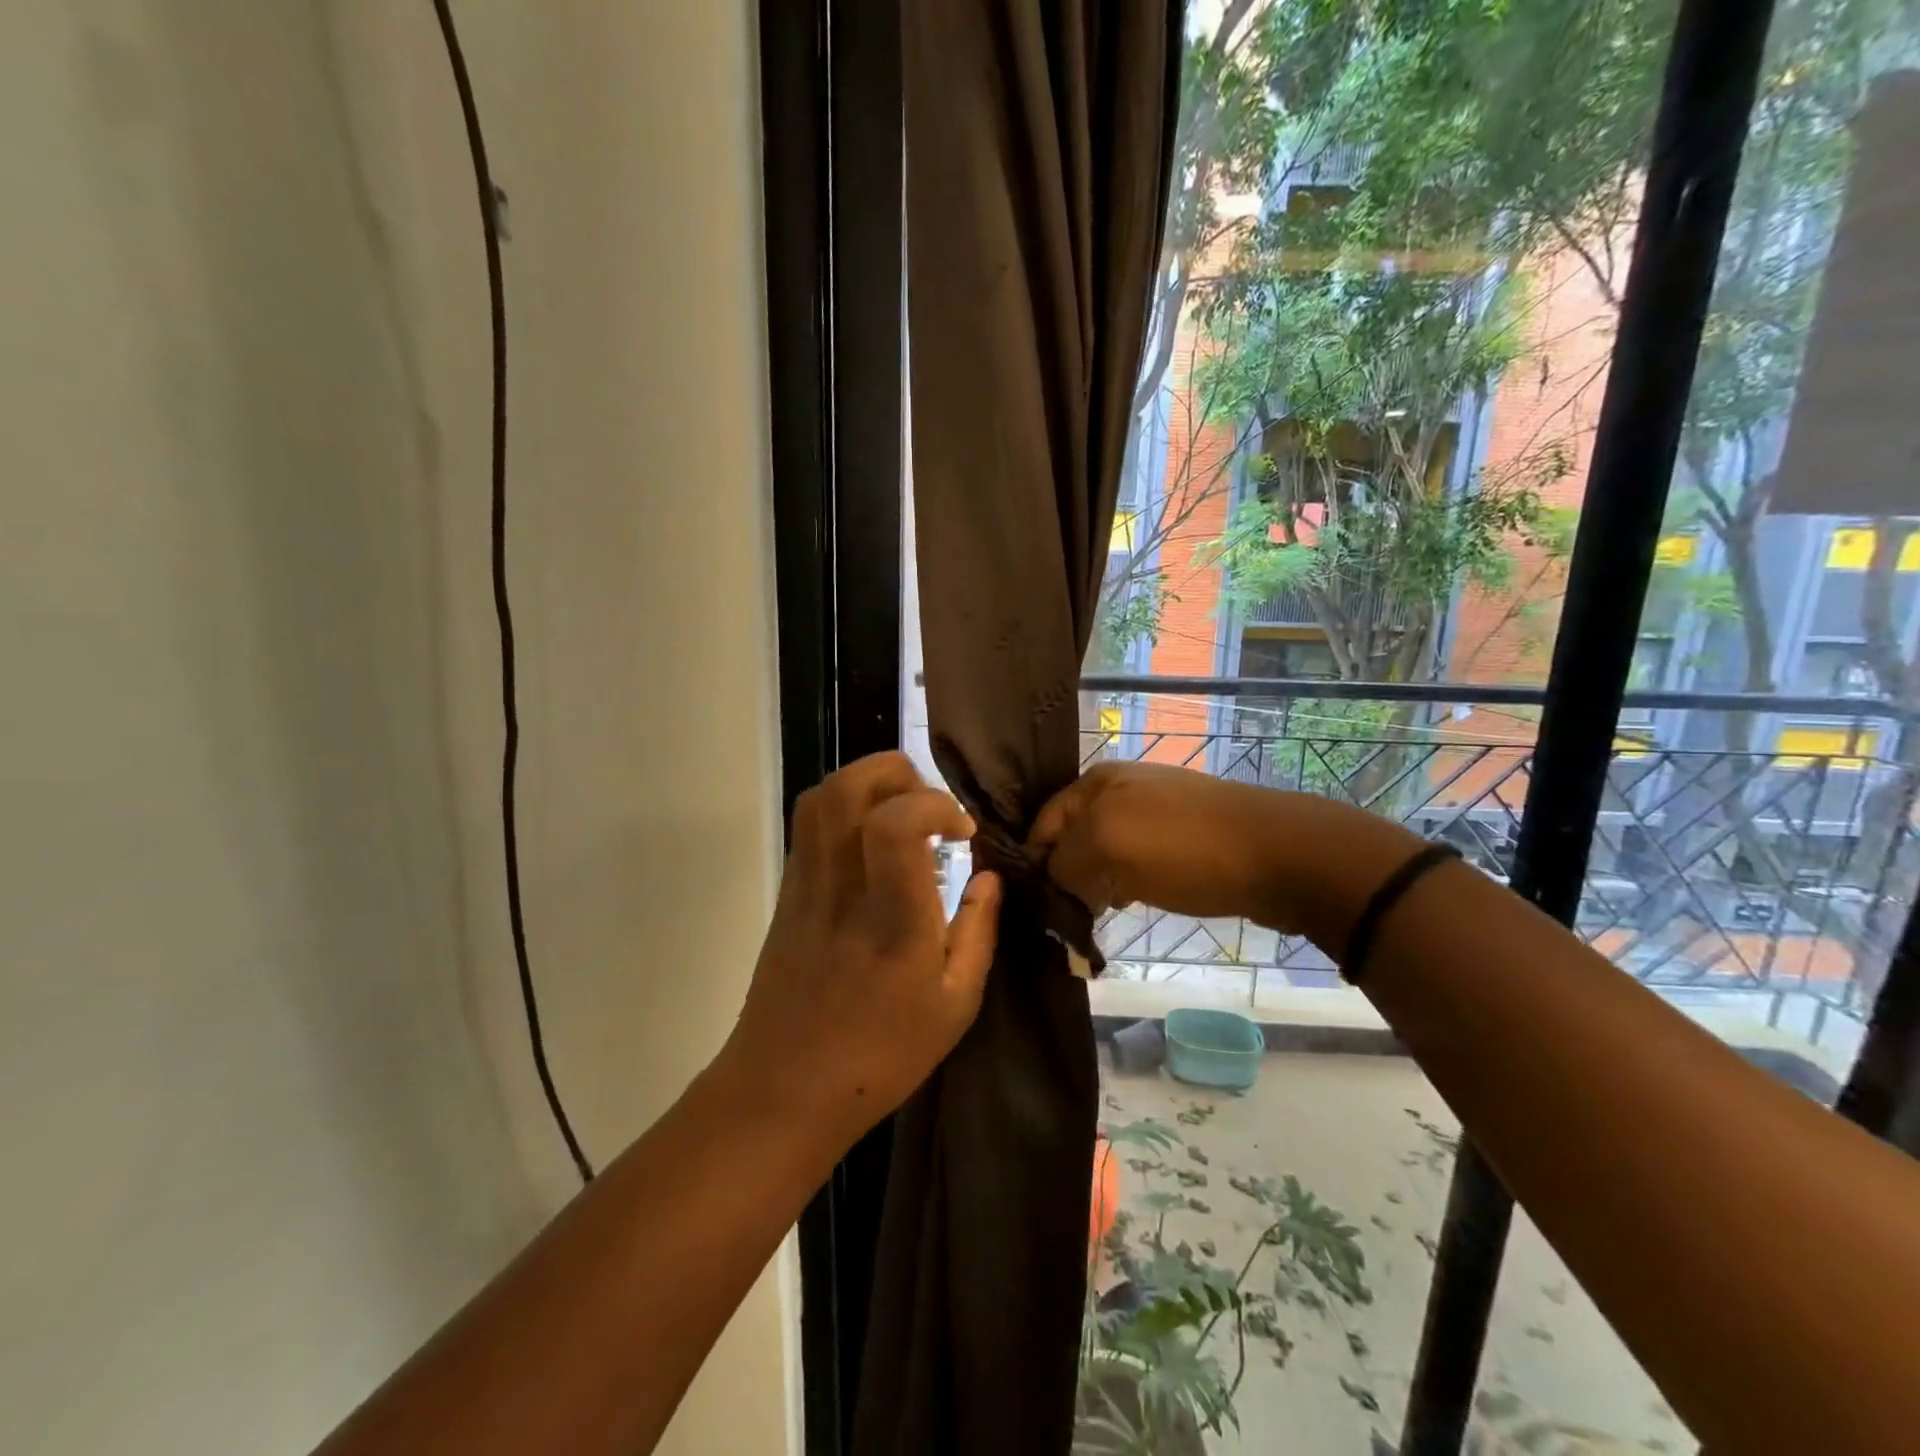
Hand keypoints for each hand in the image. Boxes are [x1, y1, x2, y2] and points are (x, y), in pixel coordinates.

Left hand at [721, 752, 1000, 1145]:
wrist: (784, 1089)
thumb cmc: (880, 1057)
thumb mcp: (954, 1007)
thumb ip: (978, 932)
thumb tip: (990, 877)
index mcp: (893, 921)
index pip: (895, 823)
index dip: (934, 805)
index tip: (962, 831)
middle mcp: (843, 889)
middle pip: (847, 788)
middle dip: (896, 771)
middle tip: (929, 805)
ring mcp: (806, 886)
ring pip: (821, 797)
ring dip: (867, 783)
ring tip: (902, 813)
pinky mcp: (787, 892)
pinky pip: (810, 826)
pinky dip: (845, 810)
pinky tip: (872, 845)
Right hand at [1029, 761, 1416, 940]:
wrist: (1278, 854)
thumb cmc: (1183, 848)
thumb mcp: (1108, 848)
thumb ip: (1064, 862)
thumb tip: (1050, 879)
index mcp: (1096, 782)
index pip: (1041, 825)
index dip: (1033, 864)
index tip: (1033, 908)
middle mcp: (1120, 790)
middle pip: (1071, 838)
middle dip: (1064, 876)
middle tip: (1064, 919)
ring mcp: (1154, 812)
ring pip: (1104, 852)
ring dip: (1094, 884)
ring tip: (1094, 916)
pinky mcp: (1181, 837)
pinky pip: (1135, 860)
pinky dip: (1124, 883)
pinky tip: (1129, 903)